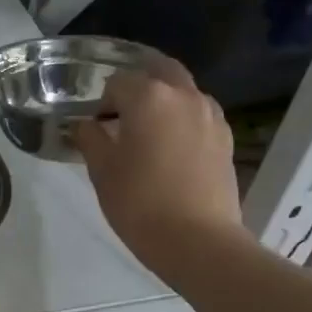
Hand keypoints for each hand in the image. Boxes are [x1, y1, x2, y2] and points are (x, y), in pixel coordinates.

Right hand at [74, 66, 246, 282]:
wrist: (197, 240)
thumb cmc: (140, 203)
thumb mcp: (102, 171)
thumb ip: (90, 139)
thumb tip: (85, 125)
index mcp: (149, 96)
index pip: (117, 83)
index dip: (102, 104)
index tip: (97, 131)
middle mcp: (184, 95)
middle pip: (158, 71)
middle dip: (137, 86)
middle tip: (121, 116)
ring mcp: (210, 115)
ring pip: (182, 92)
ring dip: (163, 102)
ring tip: (147, 134)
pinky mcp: (225, 138)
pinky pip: (198, 115)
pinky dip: (182, 121)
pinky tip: (171, 151)